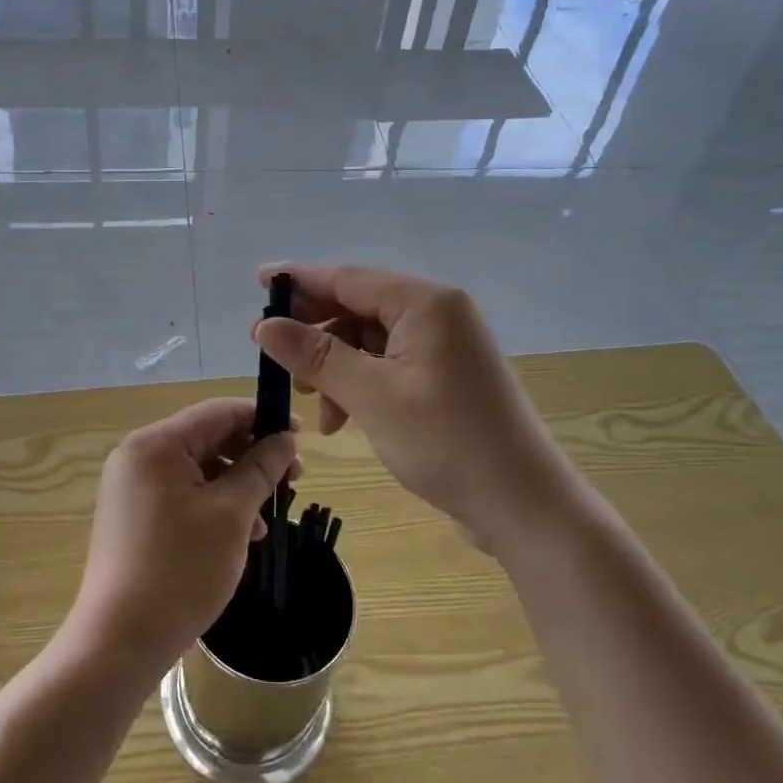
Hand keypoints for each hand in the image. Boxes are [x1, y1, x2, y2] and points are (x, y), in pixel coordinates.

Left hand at [66, 399, 296, 675]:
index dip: (261, 419)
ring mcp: (130, 486)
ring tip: (269, 514)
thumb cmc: (180, 571)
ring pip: (196, 468)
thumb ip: (260, 469)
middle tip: (293, 479)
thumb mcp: (231, 515)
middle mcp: (137, 455)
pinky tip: (239, 532)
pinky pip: (180, 493)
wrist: (120, 641)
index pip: (218, 412)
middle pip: (206, 438)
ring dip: (235, 483)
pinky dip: (212, 503)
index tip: (299, 437)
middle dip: (251, 456)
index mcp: (156, 444)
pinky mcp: (131, 515)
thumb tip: (284, 440)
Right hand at [251, 264, 566, 551]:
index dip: (300, 279)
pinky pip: (390, 363)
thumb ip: (315, 355)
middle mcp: (438, 313)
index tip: (259, 280)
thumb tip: (264, 325)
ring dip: (335, 365)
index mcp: (425, 303)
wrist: (523, 505)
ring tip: (310, 400)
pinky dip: (360, 383)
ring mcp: (446, 345)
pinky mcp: (447, 375)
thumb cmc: (446, 442)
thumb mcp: (370, 396)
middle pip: (359, 305)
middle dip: (315, 330)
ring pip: (371, 339)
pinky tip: (342, 418)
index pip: (349, 277)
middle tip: (273, 351)